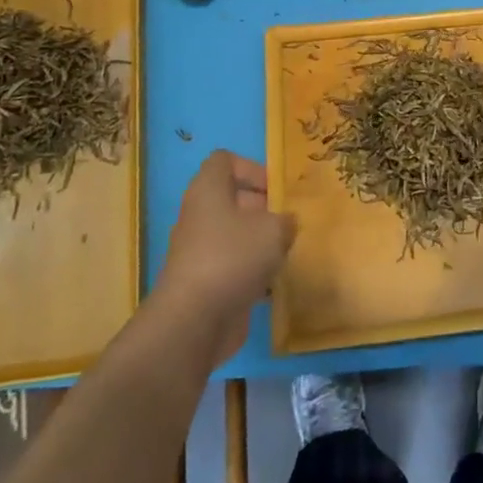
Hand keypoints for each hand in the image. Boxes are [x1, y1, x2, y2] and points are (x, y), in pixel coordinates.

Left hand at [154, 150, 294, 364]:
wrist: (194, 322)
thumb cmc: (232, 258)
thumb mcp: (274, 230)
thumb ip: (285, 220)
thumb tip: (286, 223)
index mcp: (208, 191)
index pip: (224, 161)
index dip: (252, 168)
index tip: (276, 189)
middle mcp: (199, 216)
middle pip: (231, 199)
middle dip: (262, 208)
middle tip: (288, 221)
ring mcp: (199, 251)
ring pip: (233, 234)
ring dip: (259, 242)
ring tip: (286, 252)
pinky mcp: (204, 282)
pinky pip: (233, 265)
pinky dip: (252, 271)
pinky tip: (274, 283)